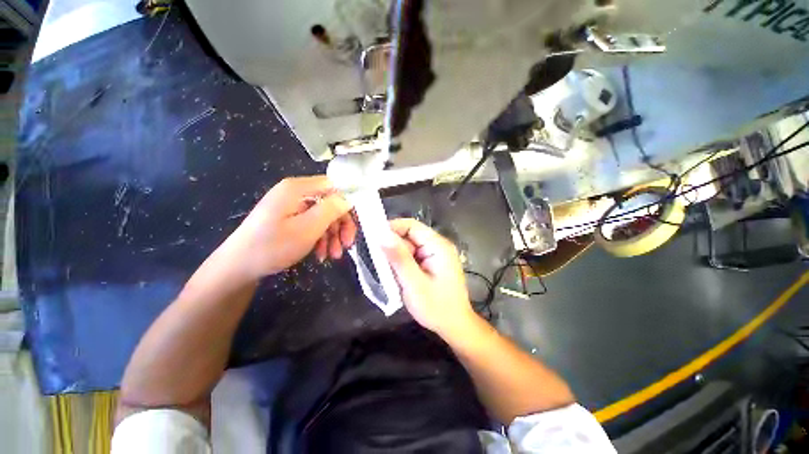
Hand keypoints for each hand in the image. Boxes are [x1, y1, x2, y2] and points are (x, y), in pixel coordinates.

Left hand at [225, 176, 354, 277]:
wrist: (239, 267)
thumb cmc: (273, 246)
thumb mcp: (307, 228)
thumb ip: (331, 209)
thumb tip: (348, 198)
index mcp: (298, 188)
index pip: (333, 186)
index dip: (347, 202)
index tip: (355, 222)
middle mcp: (296, 194)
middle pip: (330, 203)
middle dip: (341, 225)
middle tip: (347, 245)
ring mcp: (292, 207)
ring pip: (324, 217)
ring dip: (332, 236)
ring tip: (333, 255)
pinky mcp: (290, 220)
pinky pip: (313, 225)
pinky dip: (320, 239)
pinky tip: (320, 254)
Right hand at [383, 218, 476, 336]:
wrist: (455, 326)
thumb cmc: (437, 307)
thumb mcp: (414, 283)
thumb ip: (399, 258)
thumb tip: (381, 235)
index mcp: (438, 245)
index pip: (411, 225)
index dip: (391, 228)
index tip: (373, 239)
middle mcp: (438, 245)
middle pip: (410, 235)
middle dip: (393, 246)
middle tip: (378, 261)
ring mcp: (436, 254)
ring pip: (410, 247)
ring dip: (397, 256)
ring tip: (388, 272)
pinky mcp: (433, 263)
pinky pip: (414, 256)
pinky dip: (403, 263)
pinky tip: (398, 276)